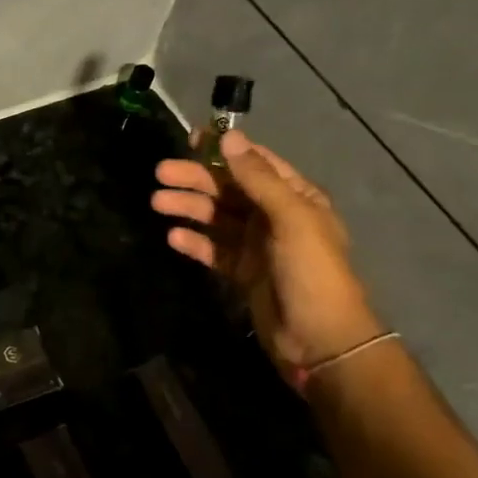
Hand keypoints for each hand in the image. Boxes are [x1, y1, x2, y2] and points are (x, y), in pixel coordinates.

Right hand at [153, 130, 385, 384]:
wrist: (321, 340)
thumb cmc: (312, 271)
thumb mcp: (291, 218)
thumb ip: (258, 178)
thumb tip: (229, 136)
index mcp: (295, 197)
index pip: (256, 163)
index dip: (224, 149)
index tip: (191, 138)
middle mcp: (275, 216)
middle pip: (230, 189)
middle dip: (196, 179)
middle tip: (160, 174)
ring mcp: (258, 246)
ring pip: (217, 218)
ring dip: (189, 208)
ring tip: (157, 203)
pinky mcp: (243, 273)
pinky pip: (214, 250)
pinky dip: (194, 242)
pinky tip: (173, 237)